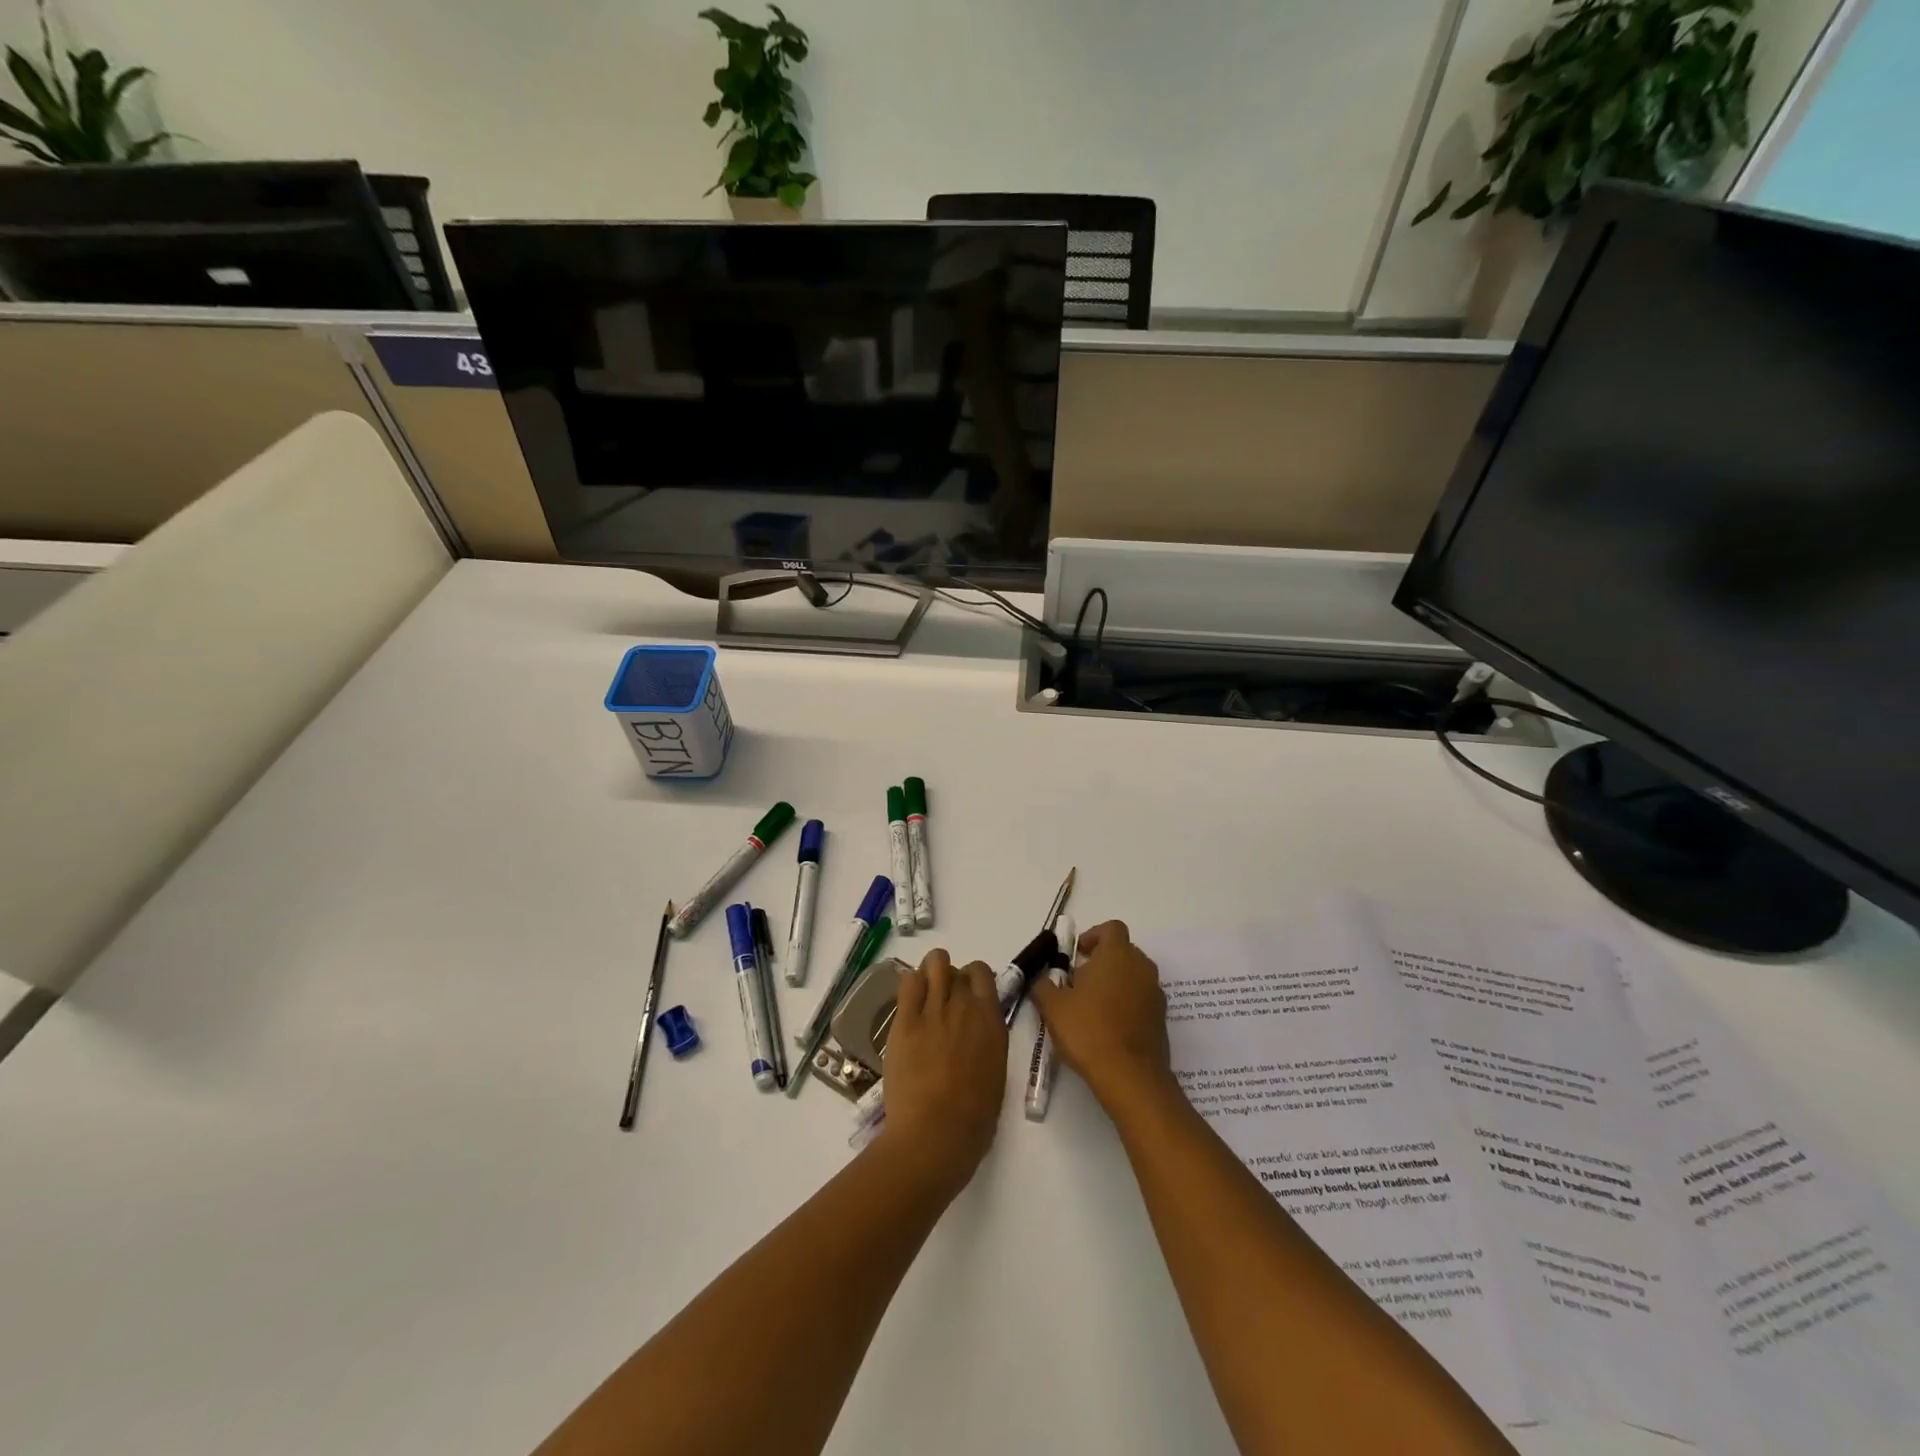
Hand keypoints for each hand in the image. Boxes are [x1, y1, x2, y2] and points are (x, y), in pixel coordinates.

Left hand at [880, 948, 1007, 1193]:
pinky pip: (908, 982)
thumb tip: (977, 1032)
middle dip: (950, 979)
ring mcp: (934, 1010)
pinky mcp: (906, 1020)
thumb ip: (987, 1042)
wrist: (936, 1134)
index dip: (972, 979)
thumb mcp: (995, 1073)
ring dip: (930, 973)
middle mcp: (965, 1007)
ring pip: (934, 963)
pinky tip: (909, 1004)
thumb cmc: (973, 1120)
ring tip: (924, 995)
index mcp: (991, 1022)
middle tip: (942, 1003)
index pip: (983, 973)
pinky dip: (910, 985)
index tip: (966, 995)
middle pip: (956, 969)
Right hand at [1027, 920, 1172, 1110]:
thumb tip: (1041, 978)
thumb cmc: (1088, 1031)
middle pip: (1123, 951)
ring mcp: (1155, 993)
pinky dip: (1127, 1004)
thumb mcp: (1053, 1006)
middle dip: (1101, 961)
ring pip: (1133, 976)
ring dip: (1114, 983)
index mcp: (1117, 955)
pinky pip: (1141, 999)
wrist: (1130, 1077)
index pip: (1111, 928)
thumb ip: (1043, 985)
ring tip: (1091, 1007)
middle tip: (1078, 982)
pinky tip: (1108, 1027)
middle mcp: (1141, 967)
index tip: (1077, 954)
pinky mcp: (1162, 1018)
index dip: (1093, 936)